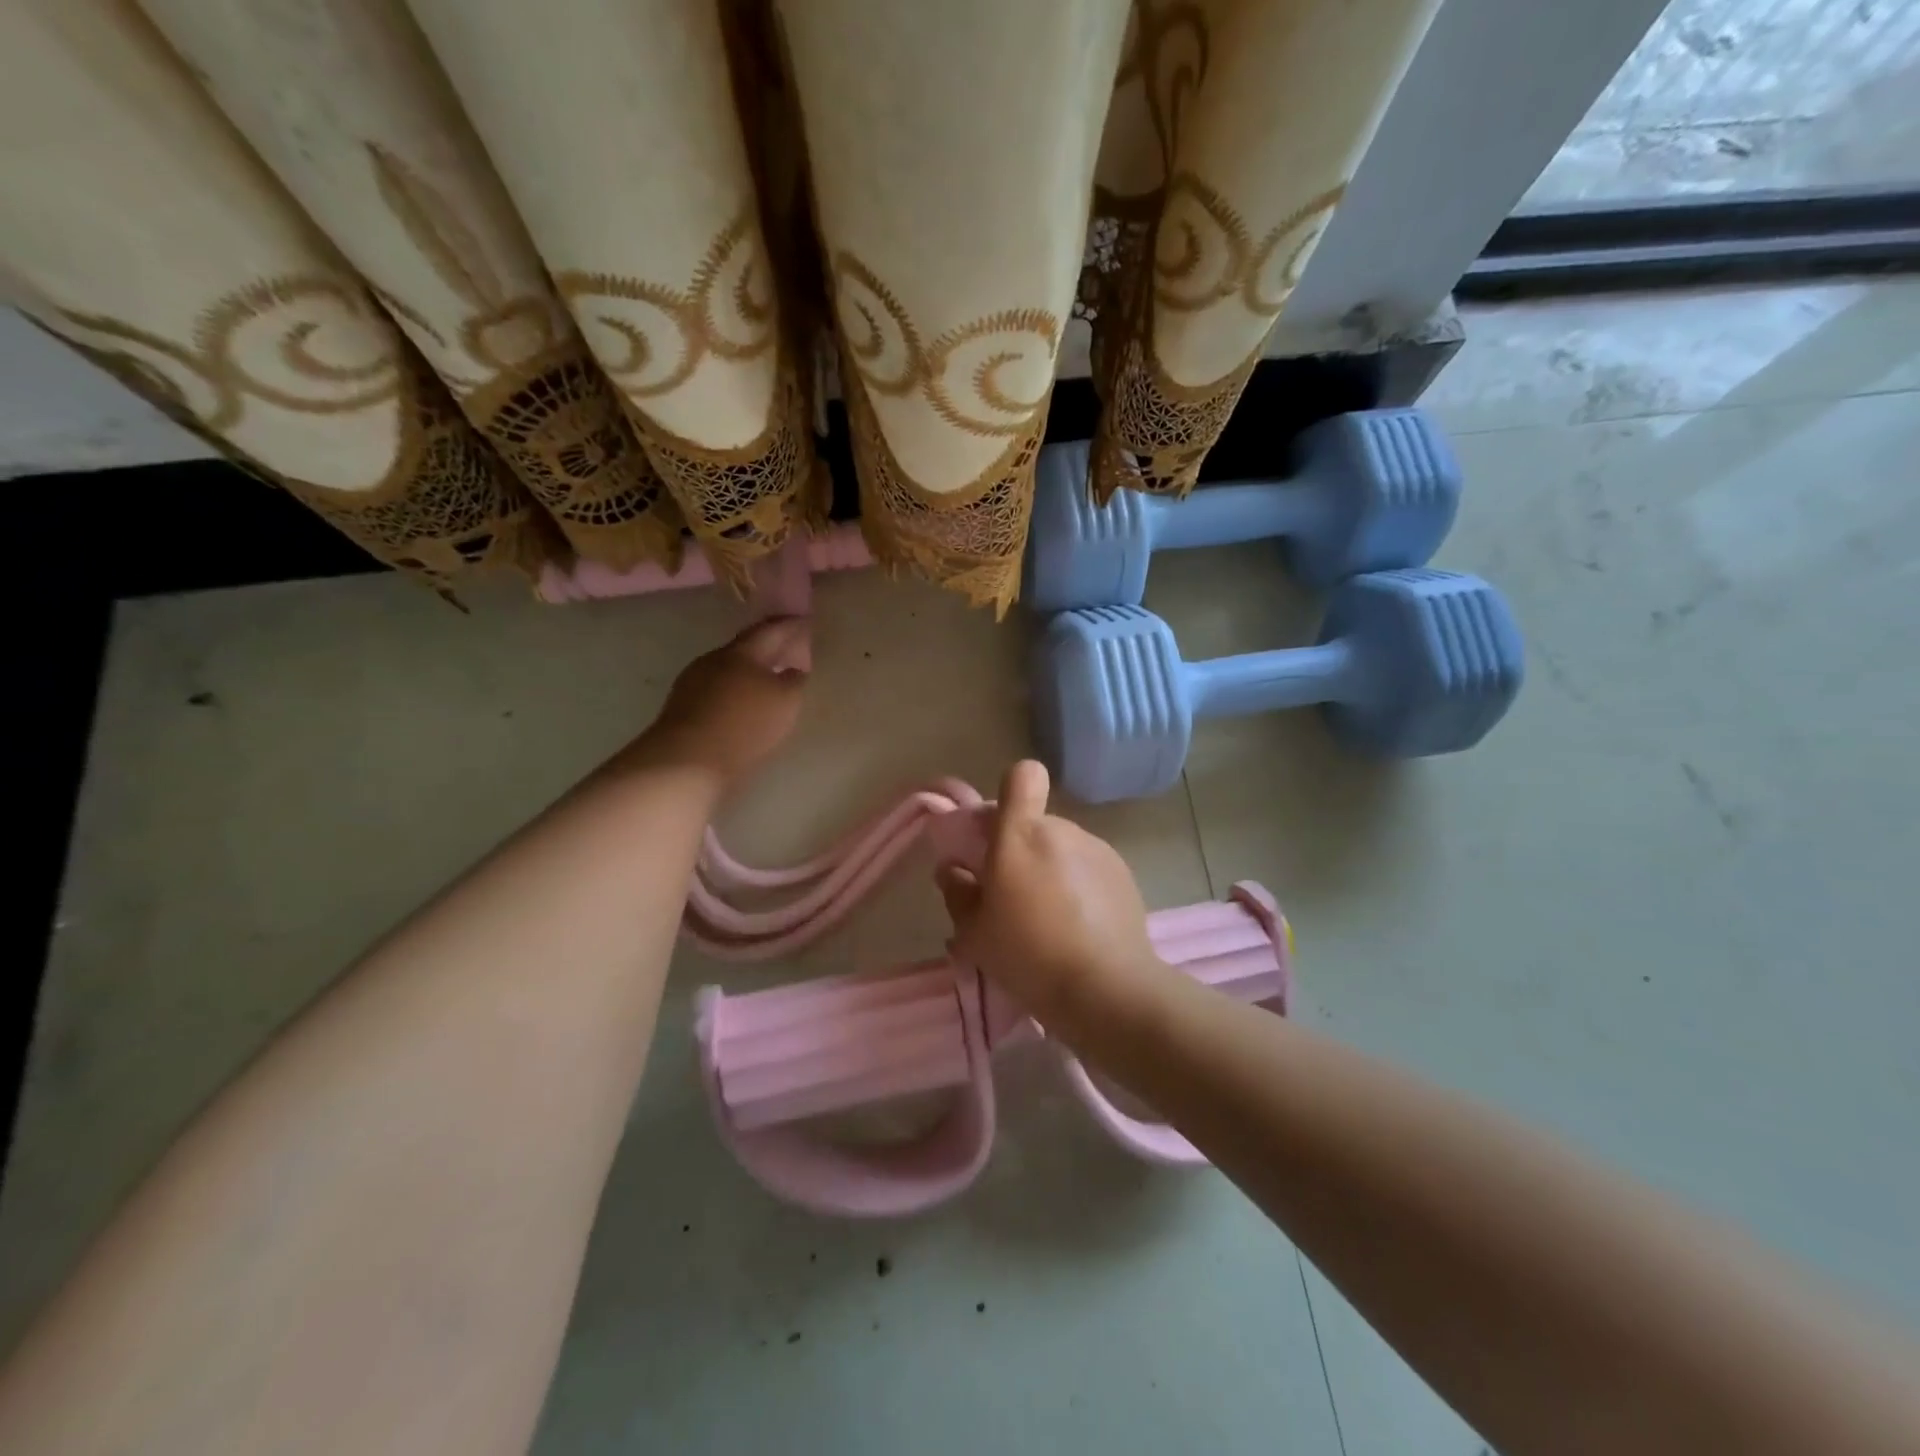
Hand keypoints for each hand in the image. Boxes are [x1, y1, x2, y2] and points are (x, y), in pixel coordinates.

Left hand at [635, 618, 809, 786]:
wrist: (688, 761)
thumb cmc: (745, 724)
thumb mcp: (786, 701)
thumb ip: (794, 681)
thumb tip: (793, 670)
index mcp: (742, 652)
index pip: (770, 630)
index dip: (790, 625)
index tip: (806, 622)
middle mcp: (714, 660)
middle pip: (746, 649)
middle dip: (769, 649)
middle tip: (790, 651)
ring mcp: (693, 683)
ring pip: (729, 671)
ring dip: (750, 674)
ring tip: (770, 683)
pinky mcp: (684, 709)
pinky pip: (717, 693)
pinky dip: (735, 694)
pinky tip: (745, 707)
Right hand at [935, 760, 1168, 1026]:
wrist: (1106, 989)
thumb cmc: (1028, 956)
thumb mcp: (975, 934)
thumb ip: (959, 893)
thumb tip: (953, 869)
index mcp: (1020, 835)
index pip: (1022, 777)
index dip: (1011, 793)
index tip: (996, 833)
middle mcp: (1061, 831)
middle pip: (1037, 822)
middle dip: (1022, 848)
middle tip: (1013, 895)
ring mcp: (1097, 850)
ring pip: (1063, 847)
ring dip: (1052, 869)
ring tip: (1050, 919)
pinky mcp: (1123, 874)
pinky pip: (1089, 867)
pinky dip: (1080, 886)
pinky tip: (1080, 927)